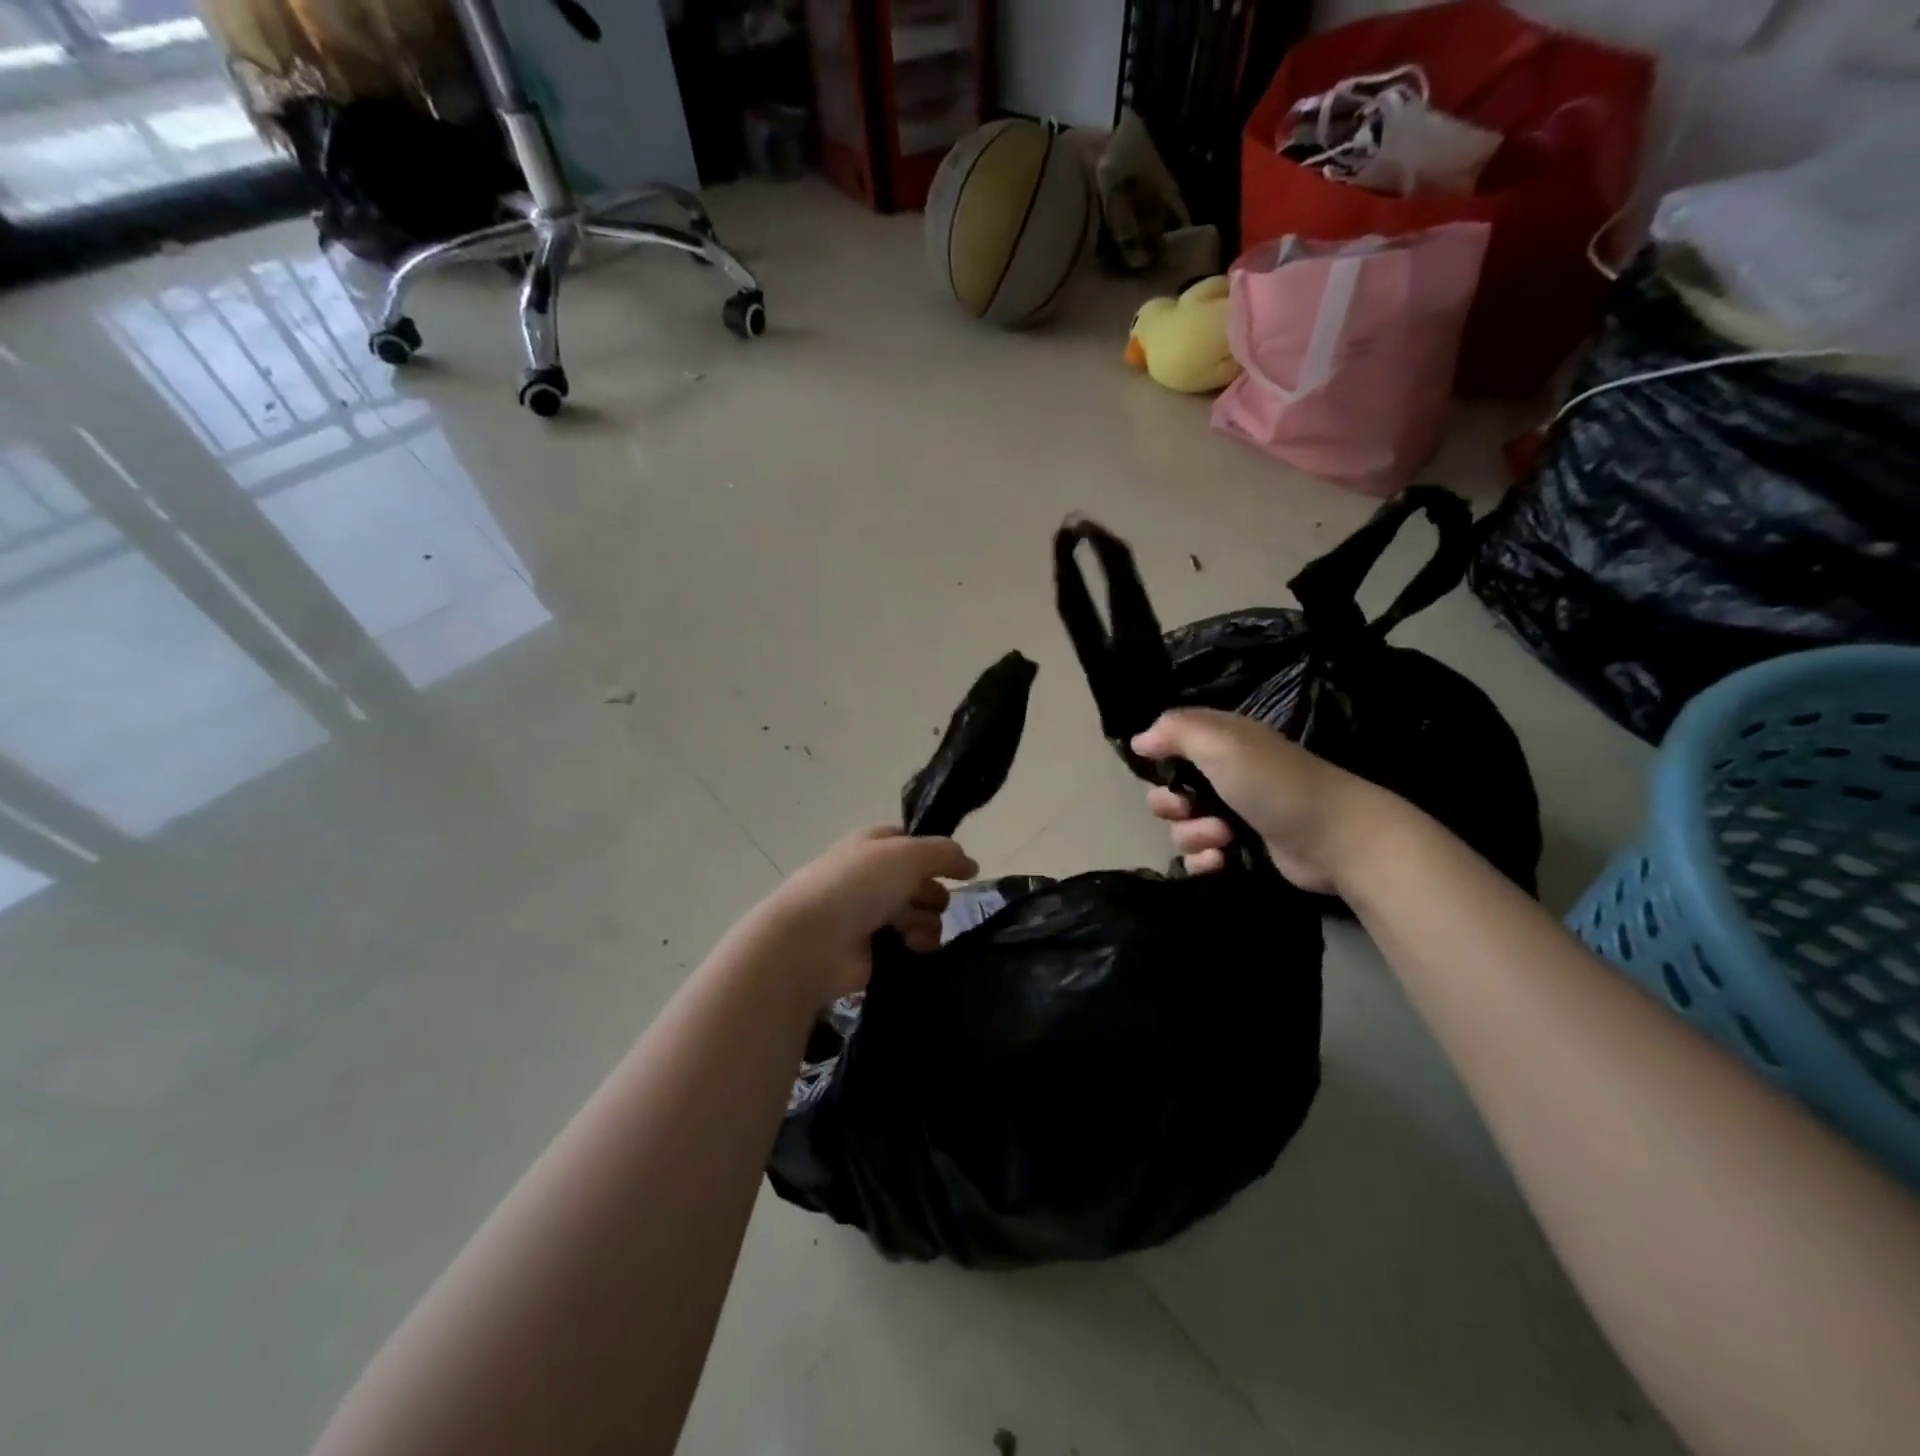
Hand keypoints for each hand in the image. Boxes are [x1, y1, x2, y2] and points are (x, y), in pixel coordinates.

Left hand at [753, 827, 977, 1003]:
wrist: (813, 941)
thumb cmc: (858, 885)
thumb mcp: (908, 854)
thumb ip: (945, 853)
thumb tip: (971, 864)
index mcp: (873, 844)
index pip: (913, 842)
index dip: (937, 854)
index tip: (959, 869)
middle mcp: (872, 876)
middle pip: (921, 881)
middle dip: (932, 892)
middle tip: (927, 901)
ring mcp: (870, 914)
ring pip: (921, 914)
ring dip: (926, 921)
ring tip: (914, 930)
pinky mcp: (873, 949)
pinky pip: (911, 943)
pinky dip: (917, 944)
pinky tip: (912, 947)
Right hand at [1131, 709, 1397, 894]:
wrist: (1335, 838)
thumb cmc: (1275, 784)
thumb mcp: (1222, 744)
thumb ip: (1176, 731)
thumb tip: (1139, 740)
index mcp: (1220, 742)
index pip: (1171, 742)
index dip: (1159, 758)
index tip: (1160, 771)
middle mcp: (1223, 774)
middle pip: (1168, 790)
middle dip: (1169, 805)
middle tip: (1189, 809)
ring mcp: (1232, 813)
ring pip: (1181, 827)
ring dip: (1192, 836)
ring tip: (1223, 839)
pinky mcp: (1241, 849)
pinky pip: (1199, 856)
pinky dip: (1203, 861)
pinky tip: (1221, 862)